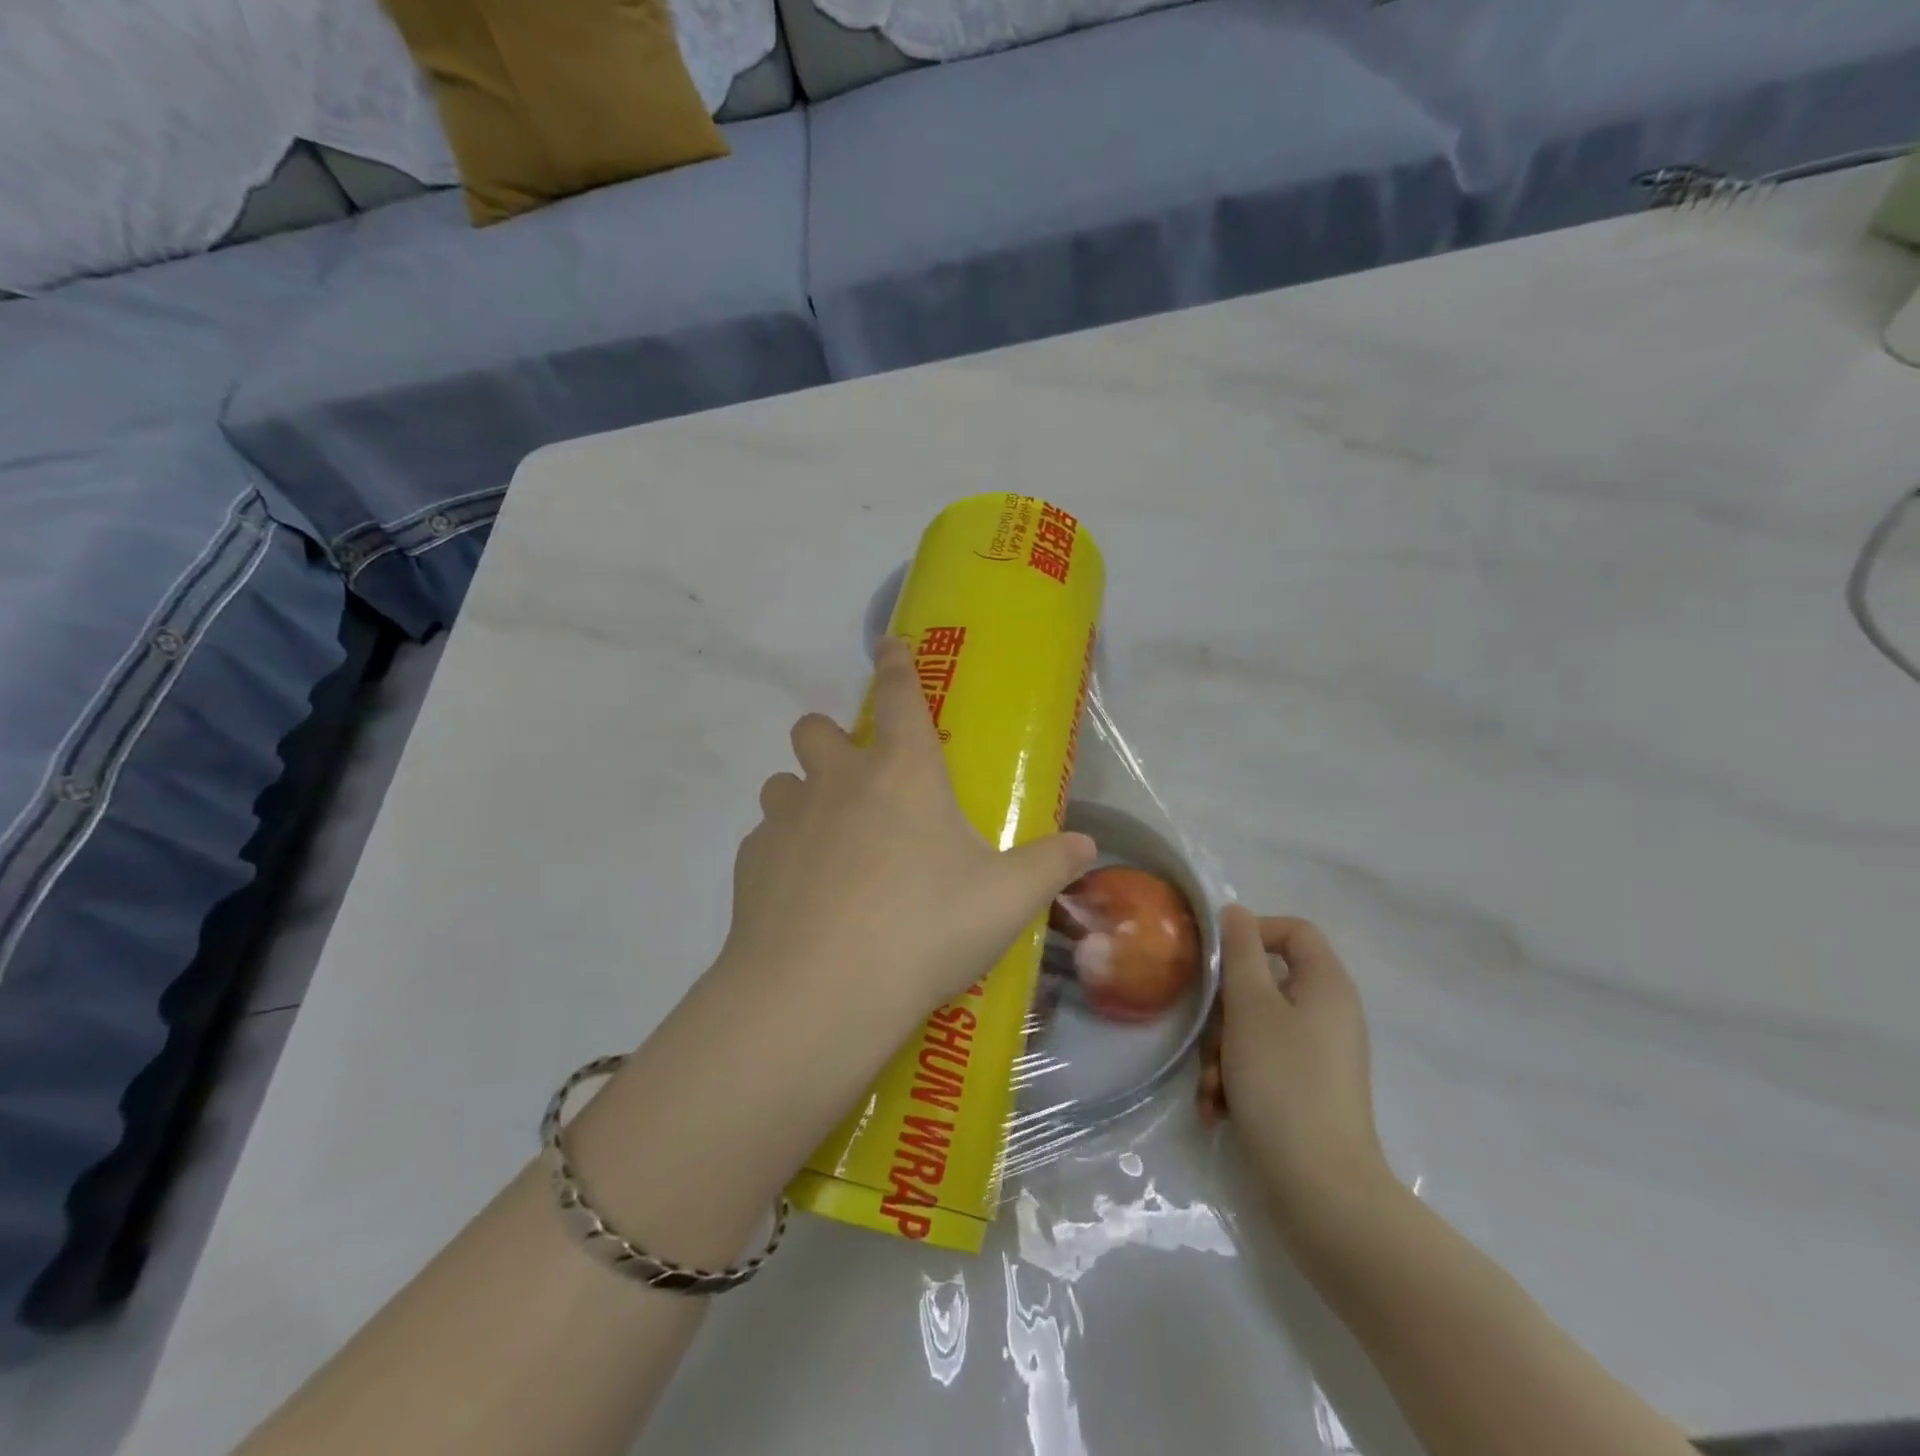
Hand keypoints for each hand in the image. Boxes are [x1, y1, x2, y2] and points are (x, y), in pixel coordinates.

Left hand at [721, 635, 1096, 1023]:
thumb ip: (1049, 866)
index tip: (887, 643)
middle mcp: (837, 780)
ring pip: (783, 782)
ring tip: (830, 843)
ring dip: (804, 797)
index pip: (900, 694)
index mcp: (903, 772)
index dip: (896, 662)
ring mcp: (786, 818)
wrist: (819, 993)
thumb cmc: (924, 929)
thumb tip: (1087, 847)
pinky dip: (783, 852)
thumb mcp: (1005, 900)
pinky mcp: (750, 861)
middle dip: (831, 739)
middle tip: (858, 782)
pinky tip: (803, 896)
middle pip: (815, 728)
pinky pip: (765, 838)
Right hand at [1200, 909, 1392, 1225]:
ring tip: (1210, 1088)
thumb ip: (1239, 952)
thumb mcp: (1250, 1006)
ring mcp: (1318, 1056)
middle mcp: (1328, 1015)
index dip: (1253, 933)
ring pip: (1255, 1028)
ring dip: (1221, 1053)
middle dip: (1224, 1013)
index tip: (1216, 959)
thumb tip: (1235, 912)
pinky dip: (1235, 1081)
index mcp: (1326, 986)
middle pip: (1264, 984)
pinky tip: (1217, 1109)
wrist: (1319, 1189)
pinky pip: (1262, 1065)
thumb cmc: (1282, 1082)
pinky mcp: (1306, 1092)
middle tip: (1207, 1038)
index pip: (1293, 931)